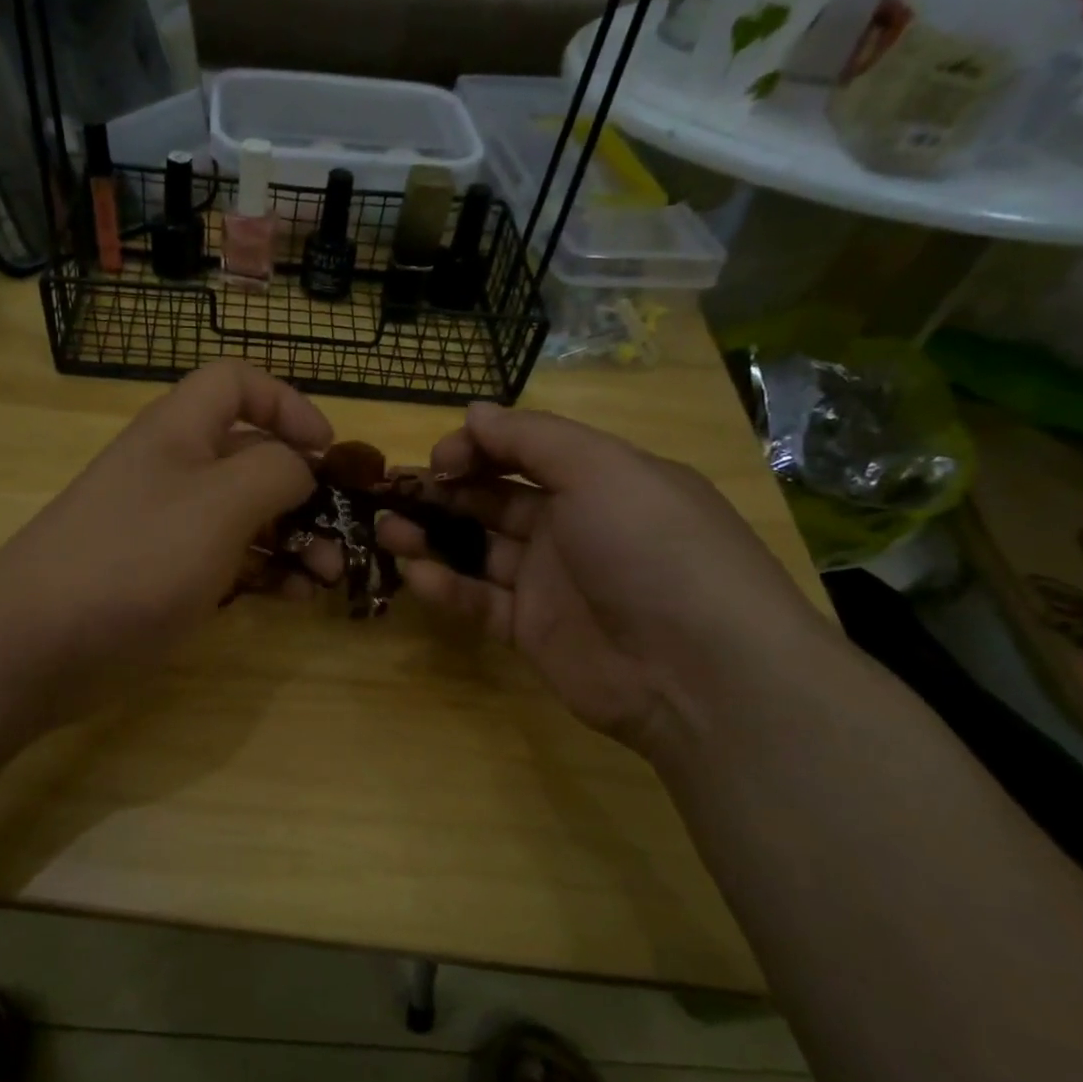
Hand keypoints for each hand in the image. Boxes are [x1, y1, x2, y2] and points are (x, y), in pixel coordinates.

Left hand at [0, 361, 332, 715]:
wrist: (38, 643)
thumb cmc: (137, 558)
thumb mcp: (220, 503)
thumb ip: (275, 471)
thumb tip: (301, 467)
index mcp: (180, 431)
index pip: (237, 383)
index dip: (287, 403)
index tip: (327, 449)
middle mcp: (175, 469)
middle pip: (252, 455)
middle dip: (304, 488)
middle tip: (342, 531)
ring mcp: (169, 526)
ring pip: (247, 515)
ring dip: (295, 537)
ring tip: (327, 576)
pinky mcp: (166, 576)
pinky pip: (229, 561)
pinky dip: (266, 572)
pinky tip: (294, 598)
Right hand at [378, 402, 836, 756]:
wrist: (696, 670)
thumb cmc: (650, 547)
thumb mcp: (601, 469)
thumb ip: (531, 438)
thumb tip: (473, 411)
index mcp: (599, 479)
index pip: (524, 452)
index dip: (476, 449)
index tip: (438, 460)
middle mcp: (573, 525)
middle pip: (494, 499)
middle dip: (443, 491)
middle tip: (394, 492)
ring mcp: (551, 582)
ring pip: (478, 549)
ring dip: (431, 536)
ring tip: (386, 529)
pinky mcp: (532, 631)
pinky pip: (480, 601)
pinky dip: (446, 586)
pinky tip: (414, 574)